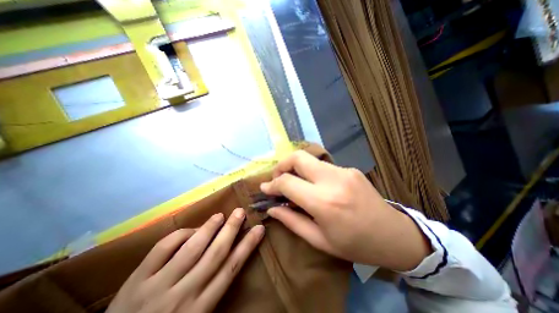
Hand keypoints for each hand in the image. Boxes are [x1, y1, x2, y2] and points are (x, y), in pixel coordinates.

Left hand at [109, 209, 265, 312]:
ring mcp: (158, 286)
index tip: (259, 229)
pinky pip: (164, 248)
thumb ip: (211, 289)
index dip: (248, 246)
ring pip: (192, 248)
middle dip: (231, 230)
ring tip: (220, 215)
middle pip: (216, 254)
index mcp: (201, 308)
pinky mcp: (137, 280)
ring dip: (209, 228)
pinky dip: (180, 234)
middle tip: (241, 212)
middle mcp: (184, 295)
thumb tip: (228, 256)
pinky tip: (191, 229)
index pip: (231, 268)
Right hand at [259, 151, 428, 270]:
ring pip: (309, 159)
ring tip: (294, 182)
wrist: (394, 235)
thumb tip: (272, 208)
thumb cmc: (355, 244)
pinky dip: (311, 172)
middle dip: (281, 165)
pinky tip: (314, 185)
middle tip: (277, 178)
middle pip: (298, 157)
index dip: (272, 184)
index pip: (287, 182)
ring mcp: (343, 171)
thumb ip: (291, 221)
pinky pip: (322, 166)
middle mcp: (332, 180)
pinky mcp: (349, 169)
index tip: (265, 188)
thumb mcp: (319, 240)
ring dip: (296, 168)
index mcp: (324, 202)